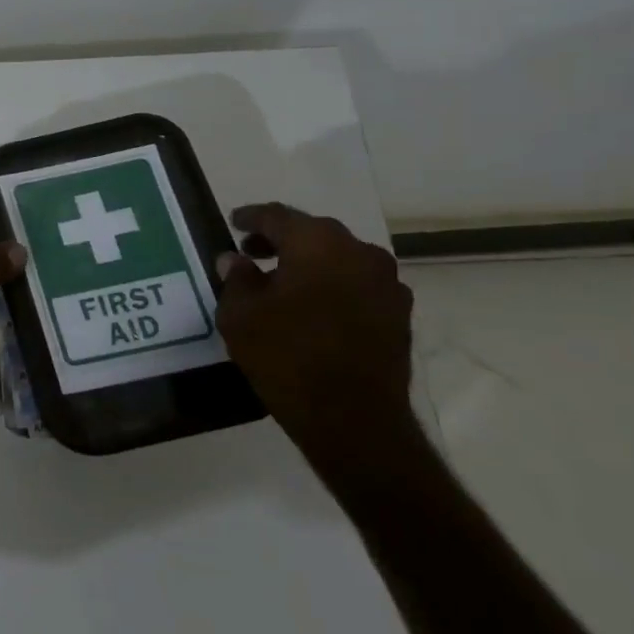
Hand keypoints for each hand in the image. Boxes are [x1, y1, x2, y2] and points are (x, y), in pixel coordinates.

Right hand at [214, 202, 420, 475]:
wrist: (351, 417)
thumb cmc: (286, 355)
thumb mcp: (240, 315)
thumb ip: (236, 279)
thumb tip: (235, 259)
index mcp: (318, 243)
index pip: (278, 216)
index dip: (251, 218)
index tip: (234, 222)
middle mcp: (359, 252)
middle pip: (313, 233)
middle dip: (281, 240)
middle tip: (252, 252)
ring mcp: (387, 283)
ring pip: (339, 259)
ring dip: (310, 263)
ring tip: (281, 283)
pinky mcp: (399, 314)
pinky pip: (357, 285)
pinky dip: (332, 286)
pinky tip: (312, 308)